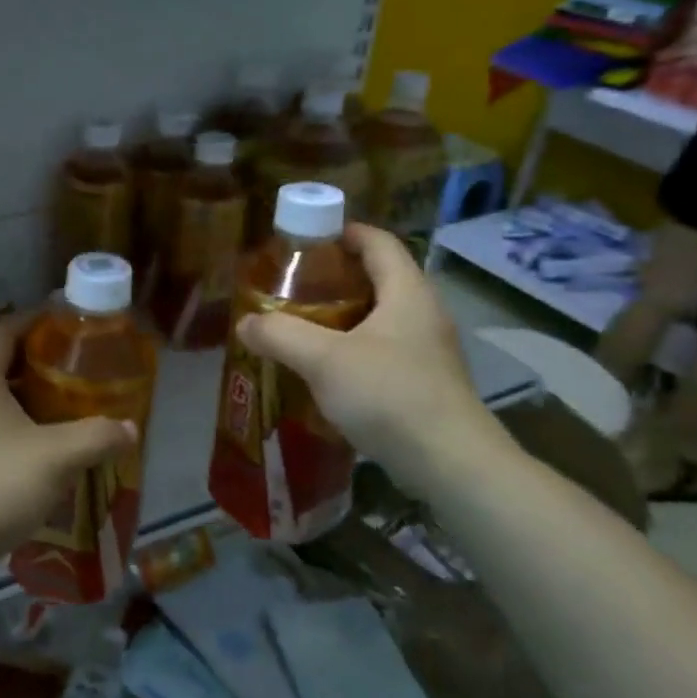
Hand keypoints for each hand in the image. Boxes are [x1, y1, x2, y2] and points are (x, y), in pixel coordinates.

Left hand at [0, 315, 137, 566]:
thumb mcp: (55, 457)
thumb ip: (96, 437)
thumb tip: (129, 428)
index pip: (5, 329)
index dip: (35, 320)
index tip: (68, 322)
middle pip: (0, 361)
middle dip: (38, 360)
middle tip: (77, 366)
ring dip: (27, 396)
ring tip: (65, 405)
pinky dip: (15, 425)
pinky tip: (40, 448)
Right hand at [235, 223, 509, 495]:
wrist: (451, 464)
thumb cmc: (389, 395)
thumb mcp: (324, 360)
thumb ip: (280, 335)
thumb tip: (246, 323)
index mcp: (407, 292)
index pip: (378, 241)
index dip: (344, 233)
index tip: (307, 239)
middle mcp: (423, 313)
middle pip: (379, 277)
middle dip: (335, 278)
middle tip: (293, 287)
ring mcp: (429, 350)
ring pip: (380, 317)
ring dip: (343, 316)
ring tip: (302, 326)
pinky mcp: (425, 382)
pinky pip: (384, 349)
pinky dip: (354, 348)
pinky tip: (326, 370)